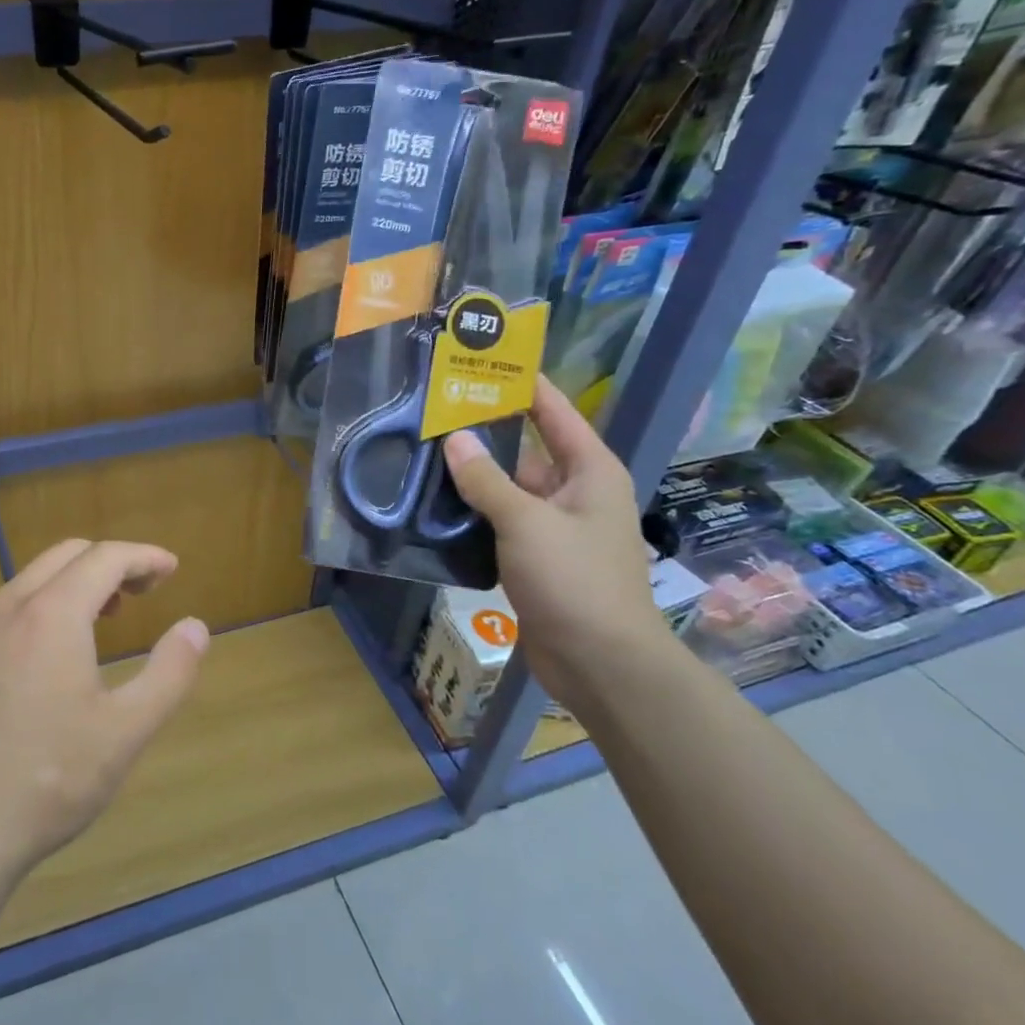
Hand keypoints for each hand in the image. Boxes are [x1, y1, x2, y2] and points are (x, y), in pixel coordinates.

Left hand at [0, 540, 208, 890]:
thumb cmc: (47, 782)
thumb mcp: (125, 732)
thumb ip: (169, 672)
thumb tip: (196, 627)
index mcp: (50, 615)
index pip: (104, 557)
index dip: (144, 556)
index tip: (171, 569)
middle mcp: (6, 608)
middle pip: (66, 555)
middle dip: (110, 562)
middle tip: (143, 592)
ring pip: (31, 579)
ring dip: (74, 583)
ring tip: (104, 618)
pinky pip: (5, 609)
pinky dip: (41, 606)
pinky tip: (51, 655)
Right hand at [442, 377, 671, 710]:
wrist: (601, 663)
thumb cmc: (574, 580)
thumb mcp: (527, 522)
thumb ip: (487, 480)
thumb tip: (454, 438)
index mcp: (589, 471)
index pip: (554, 412)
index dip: (524, 385)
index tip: (486, 361)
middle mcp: (575, 493)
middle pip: (527, 450)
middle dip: (484, 433)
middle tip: (435, 412)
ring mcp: (555, 528)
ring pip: (508, 490)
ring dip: (473, 478)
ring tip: (422, 454)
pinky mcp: (536, 560)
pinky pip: (500, 523)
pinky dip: (473, 515)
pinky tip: (434, 506)